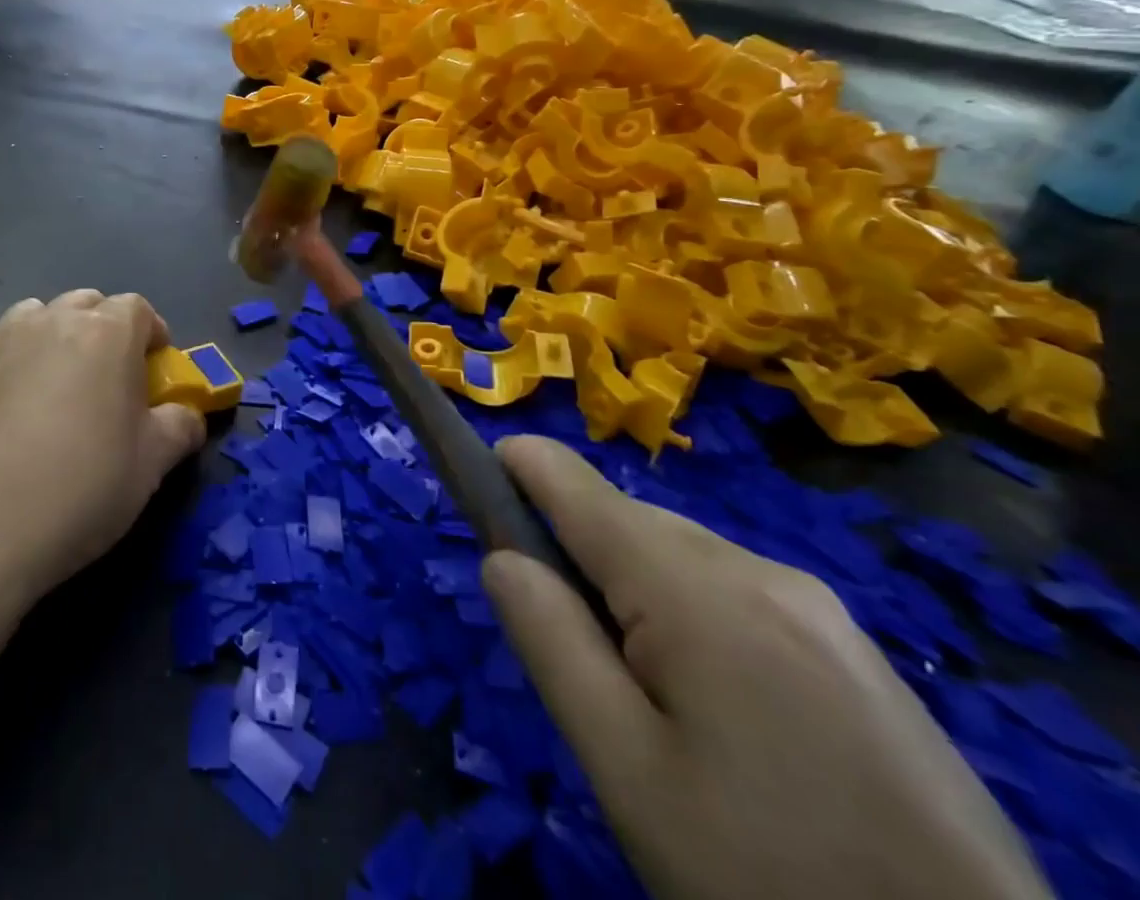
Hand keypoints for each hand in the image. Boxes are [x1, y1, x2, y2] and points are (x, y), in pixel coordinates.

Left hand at [0, 291, 206, 604]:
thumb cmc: (83, 486)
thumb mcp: (152, 463)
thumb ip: (180, 426)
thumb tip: (188, 415)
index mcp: (106, 333)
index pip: (138, 308)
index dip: (152, 334)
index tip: (155, 370)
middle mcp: (55, 320)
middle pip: (89, 303)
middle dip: (106, 329)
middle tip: (111, 378)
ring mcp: (5, 339)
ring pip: (42, 315)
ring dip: (59, 334)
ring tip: (61, 383)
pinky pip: (6, 344)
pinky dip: (21, 357)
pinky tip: (18, 406)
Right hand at [482, 437, 1049, 899]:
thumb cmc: (767, 871)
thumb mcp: (625, 767)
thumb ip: (550, 639)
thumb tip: (501, 554)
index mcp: (694, 584)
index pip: (571, 481)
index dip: (511, 468)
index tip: (471, 491)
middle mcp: (758, 568)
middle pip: (625, 523)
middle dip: (577, 560)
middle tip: (575, 661)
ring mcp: (819, 608)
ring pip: (681, 561)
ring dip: (635, 597)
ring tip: (648, 705)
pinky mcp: (856, 654)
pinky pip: (737, 598)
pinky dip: (693, 621)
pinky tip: (721, 718)